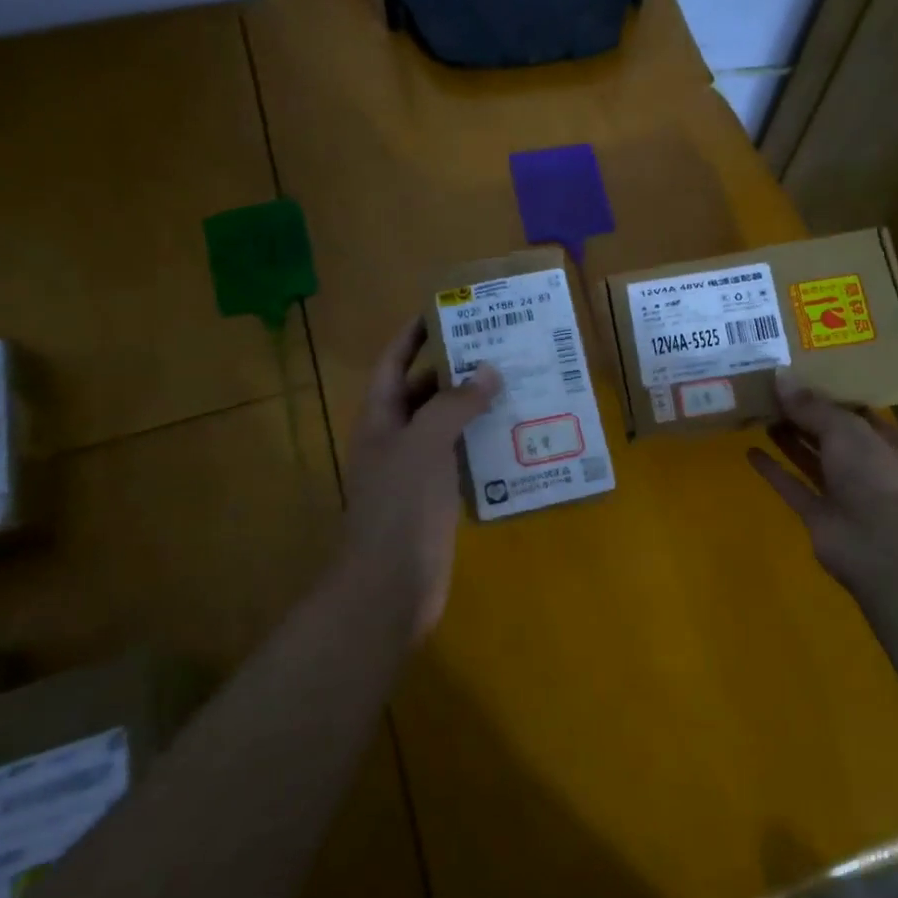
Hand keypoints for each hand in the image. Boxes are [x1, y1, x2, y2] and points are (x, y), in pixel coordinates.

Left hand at [343, 316, 502, 640]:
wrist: (390, 586)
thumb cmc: (400, 506)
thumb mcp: (425, 445)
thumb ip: (455, 405)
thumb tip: (487, 370)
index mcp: (380, 419)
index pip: (394, 364)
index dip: (413, 335)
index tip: (446, 310)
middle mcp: (396, 439)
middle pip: (423, 392)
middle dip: (455, 369)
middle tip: (498, 347)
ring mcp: (416, 471)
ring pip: (446, 426)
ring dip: (475, 407)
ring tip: (516, 383)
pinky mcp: (437, 498)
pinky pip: (462, 459)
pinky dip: (484, 444)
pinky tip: (517, 436)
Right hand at [747, 371, 897, 597]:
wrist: (880, 546)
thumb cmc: (874, 475)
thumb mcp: (845, 428)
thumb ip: (810, 405)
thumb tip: (779, 376)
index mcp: (888, 442)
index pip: (858, 413)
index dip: (830, 396)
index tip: (801, 378)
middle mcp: (868, 466)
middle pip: (832, 435)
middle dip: (805, 416)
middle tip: (772, 393)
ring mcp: (843, 494)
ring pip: (812, 460)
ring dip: (789, 440)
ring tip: (761, 414)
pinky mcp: (819, 516)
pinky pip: (793, 487)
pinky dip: (774, 471)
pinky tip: (750, 452)